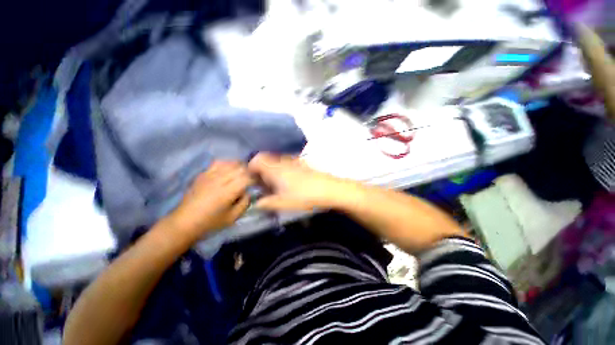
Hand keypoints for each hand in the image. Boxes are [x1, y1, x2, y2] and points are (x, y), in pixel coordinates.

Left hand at [166, 161, 253, 241]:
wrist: (184, 222)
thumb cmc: (210, 223)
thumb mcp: (233, 218)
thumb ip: (244, 203)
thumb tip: (248, 192)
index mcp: (228, 191)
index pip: (247, 177)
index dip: (255, 178)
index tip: (259, 182)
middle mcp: (220, 180)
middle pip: (240, 168)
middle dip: (249, 171)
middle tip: (252, 177)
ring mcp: (210, 175)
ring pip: (230, 163)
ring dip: (239, 166)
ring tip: (243, 172)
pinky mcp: (203, 174)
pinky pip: (217, 163)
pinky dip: (227, 163)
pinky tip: (229, 169)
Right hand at [248, 153, 354, 210]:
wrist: (328, 189)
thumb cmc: (303, 196)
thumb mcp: (283, 203)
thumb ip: (267, 203)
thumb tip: (257, 203)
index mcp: (275, 169)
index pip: (257, 160)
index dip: (251, 167)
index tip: (252, 179)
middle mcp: (283, 161)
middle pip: (266, 159)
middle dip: (261, 169)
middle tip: (264, 183)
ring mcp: (294, 161)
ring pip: (277, 161)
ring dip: (272, 169)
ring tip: (276, 183)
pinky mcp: (303, 163)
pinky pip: (287, 162)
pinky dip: (283, 169)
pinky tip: (290, 181)